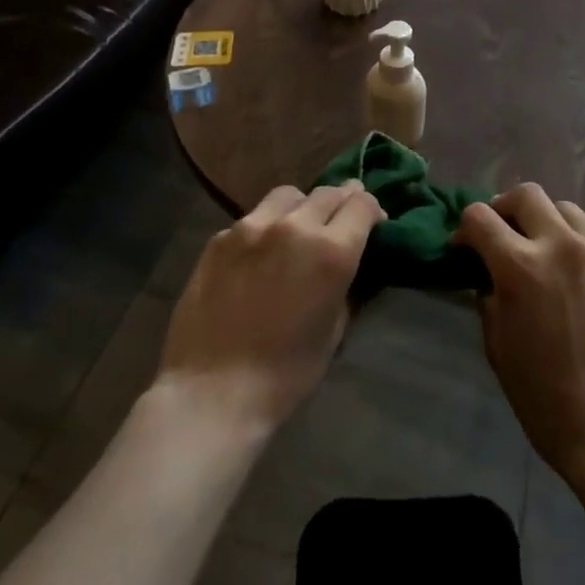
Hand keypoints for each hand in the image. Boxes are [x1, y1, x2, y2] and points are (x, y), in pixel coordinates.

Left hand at [154, 182, 384, 433]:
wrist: (211, 392)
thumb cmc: (285, 374)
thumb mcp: (335, 330)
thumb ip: (348, 284)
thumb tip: (352, 261)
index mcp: (332, 250)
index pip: (362, 204)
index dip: (373, 211)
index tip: (373, 226)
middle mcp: (295, 226)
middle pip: (329, 192)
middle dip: (342, 203)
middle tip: (340, 224)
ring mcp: (253, 226)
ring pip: (289, 195)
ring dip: (303, 206)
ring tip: (299, 228)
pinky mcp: (220, 237)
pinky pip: (254, 217)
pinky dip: (267, 225)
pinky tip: (261, 253)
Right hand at [455, 184, 584, 484]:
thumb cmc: (546, 398)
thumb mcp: (499, 348)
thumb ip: (490, 299)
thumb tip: (490, 277)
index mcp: (520, 266)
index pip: (480, 217)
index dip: (465, 229)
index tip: (464, 248)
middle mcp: (559, 244)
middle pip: (526, 194)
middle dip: (504, 208)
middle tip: (500, 235)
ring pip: (563, 207)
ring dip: (543, 219)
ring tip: (539, 247)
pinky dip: (573, 240)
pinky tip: (571, 271)